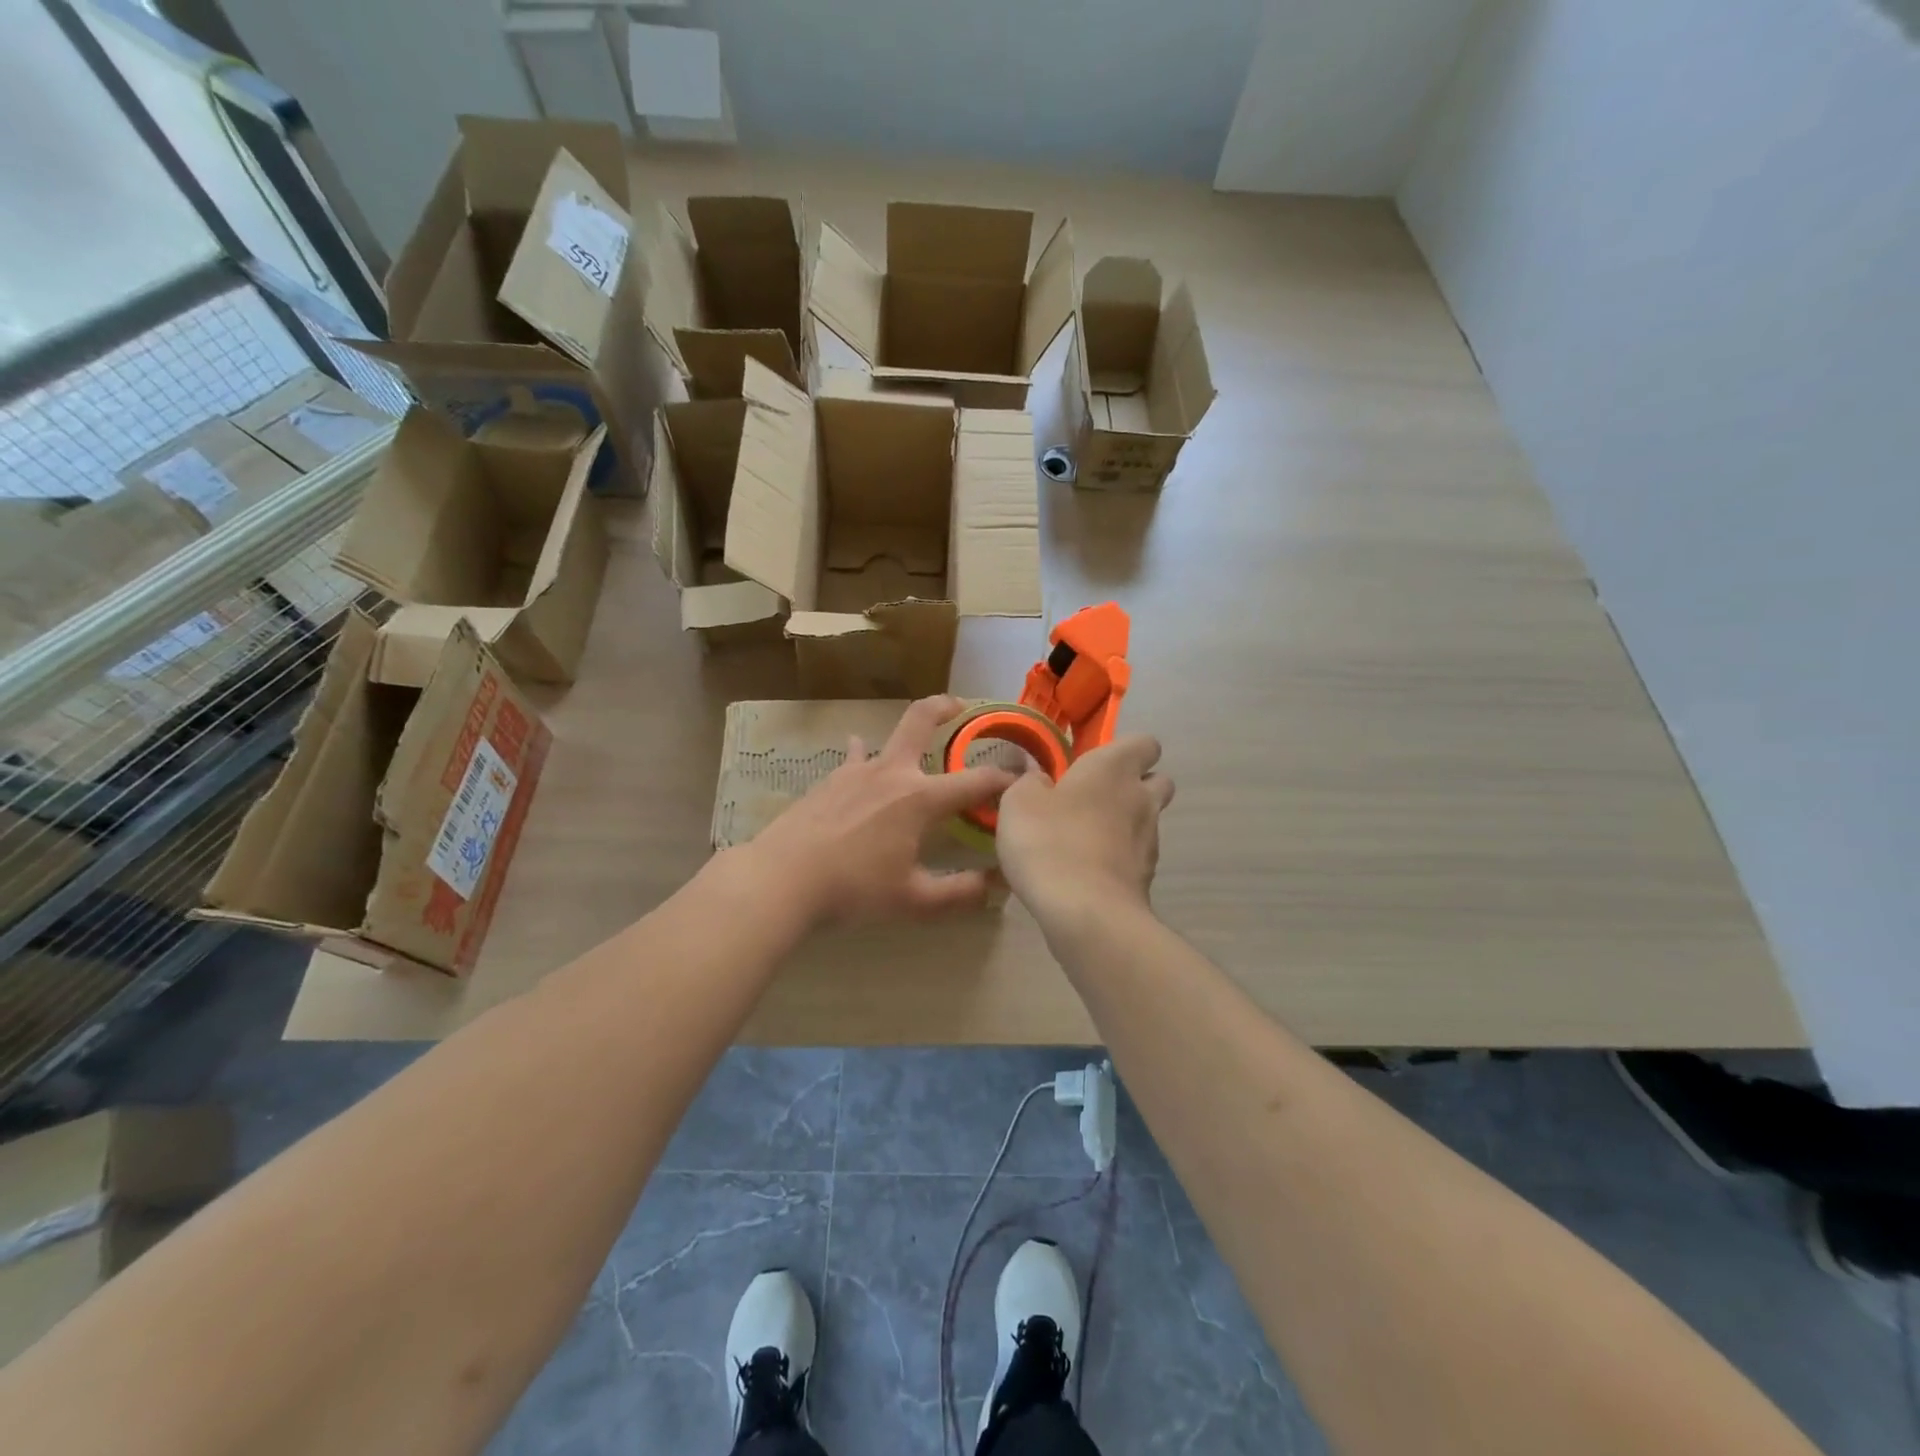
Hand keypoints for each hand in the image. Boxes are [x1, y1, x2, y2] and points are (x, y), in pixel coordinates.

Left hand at [745, 696, 1015, 926]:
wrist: (782, 878)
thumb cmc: (853, 889)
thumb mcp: (914, 901)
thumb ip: (960, 893)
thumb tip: (996, 886)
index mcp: (920, 799)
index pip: (976, 782)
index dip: (1005, 779)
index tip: (1023, 779)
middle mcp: (892, 772)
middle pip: (922, 720)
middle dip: (946, 706)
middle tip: (962, 706)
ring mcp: (856, 771)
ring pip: (886, 736)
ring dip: (906, 733)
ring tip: (915, 741)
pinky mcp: (829, 780)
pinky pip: (854, 757)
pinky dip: (864, 754)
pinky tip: (859, 755)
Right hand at [995, 735, 1174, 926]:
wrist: (1086, 913)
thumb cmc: (1050, 841)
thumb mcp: (1019, 802)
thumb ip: (1030, 783)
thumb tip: (1041, 780)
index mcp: (1114, 768)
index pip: (1145, 743)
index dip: (1126, 750)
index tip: (1096, 763)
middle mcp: (1141, 798)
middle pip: (1158, 781)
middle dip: (1135, 785)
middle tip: (1094, 799)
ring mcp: (1150, 840)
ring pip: (1147, 821)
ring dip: (1124, 825)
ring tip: (1084, 841)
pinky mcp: (1147, 877)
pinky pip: (1135, 857)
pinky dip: (1118, 859)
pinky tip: (1087, 872)